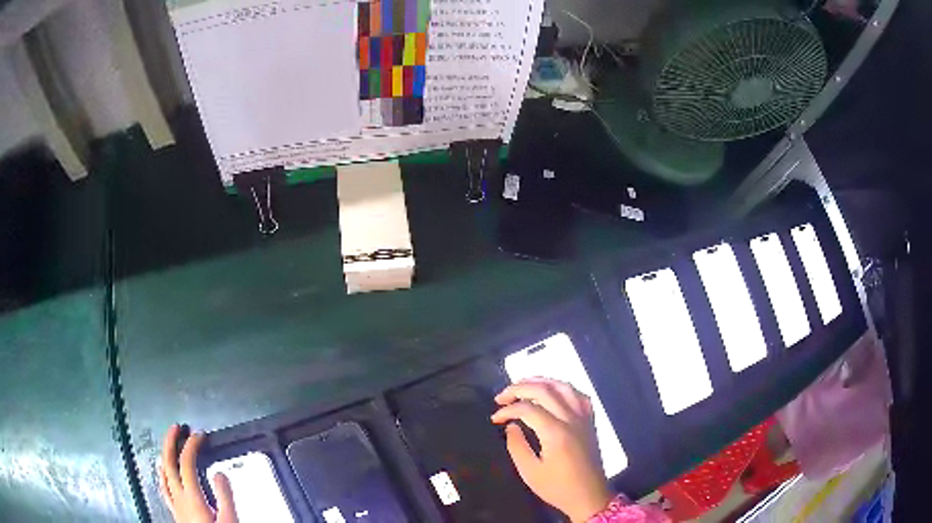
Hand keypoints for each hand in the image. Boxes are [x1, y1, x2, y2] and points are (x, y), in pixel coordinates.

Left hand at [160, 425, 237, 522]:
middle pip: (168, 463)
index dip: (191, 445)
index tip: (200, 435)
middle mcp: (179, 497)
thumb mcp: (230, 520)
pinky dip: (162, 474)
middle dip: (171, 441)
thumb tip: (218, 472)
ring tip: (169, 444)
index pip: (186, 463)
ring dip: (165, 455)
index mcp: (192, 497)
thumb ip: (225, 496)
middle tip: (176, 427)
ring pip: (162, 473)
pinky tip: (163, 473)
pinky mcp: (175, 512)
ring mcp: (174, 504)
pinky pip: (163, 488)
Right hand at [492, 379, 612, 522]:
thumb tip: (511, 426)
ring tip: (523, 385)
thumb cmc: (558, 487)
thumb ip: (517, 446)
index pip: (527, 409)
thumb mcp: (530, 472)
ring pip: (564, 386)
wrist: (589, 496)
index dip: (507, 409)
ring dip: (541, 381)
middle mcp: (571, 419)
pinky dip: (563, 388)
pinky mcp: (590, 421)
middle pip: (545, 390)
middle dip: (519, 388)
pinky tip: (553, 392)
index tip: (495, 418)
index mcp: (556, 433)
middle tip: (501, 396)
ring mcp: (584, 418)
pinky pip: (579, 395)